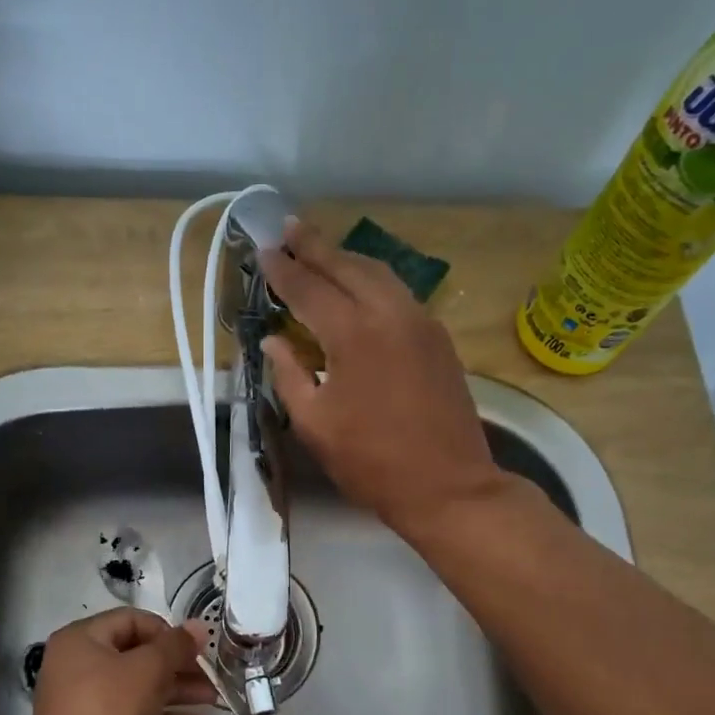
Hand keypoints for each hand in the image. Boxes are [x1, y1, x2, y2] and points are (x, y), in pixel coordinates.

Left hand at [28, 609, 217, 714]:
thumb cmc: (106, 713)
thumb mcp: (147, 671)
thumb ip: (176, 646)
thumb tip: (200, 625)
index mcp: (81, 639)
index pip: (131, 620)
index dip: (166, 631)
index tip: (194, 649)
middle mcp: (78, 666)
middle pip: (136, 655)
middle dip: (177, 666)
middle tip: (210, 676)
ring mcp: (85, 702)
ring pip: (137, 688)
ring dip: (175, 692)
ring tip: (212, 700)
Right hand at [261, 219, 505, 540]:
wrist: (448, 486)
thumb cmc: (371, 462)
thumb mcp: (315, 424)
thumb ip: (290, 375)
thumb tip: (274, 340)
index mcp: (354, 335)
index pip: (310, 289)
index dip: (284, 270)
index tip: (265, 250)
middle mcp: (390, 315)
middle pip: (348, 267)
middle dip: (317, 246)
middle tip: (290, 228)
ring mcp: (421, 323)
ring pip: (380, 274)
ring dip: (347, 259)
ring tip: (322, 252)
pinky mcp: (439, 338)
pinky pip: (400, 293)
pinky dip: (373, 280)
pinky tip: (360, 288)